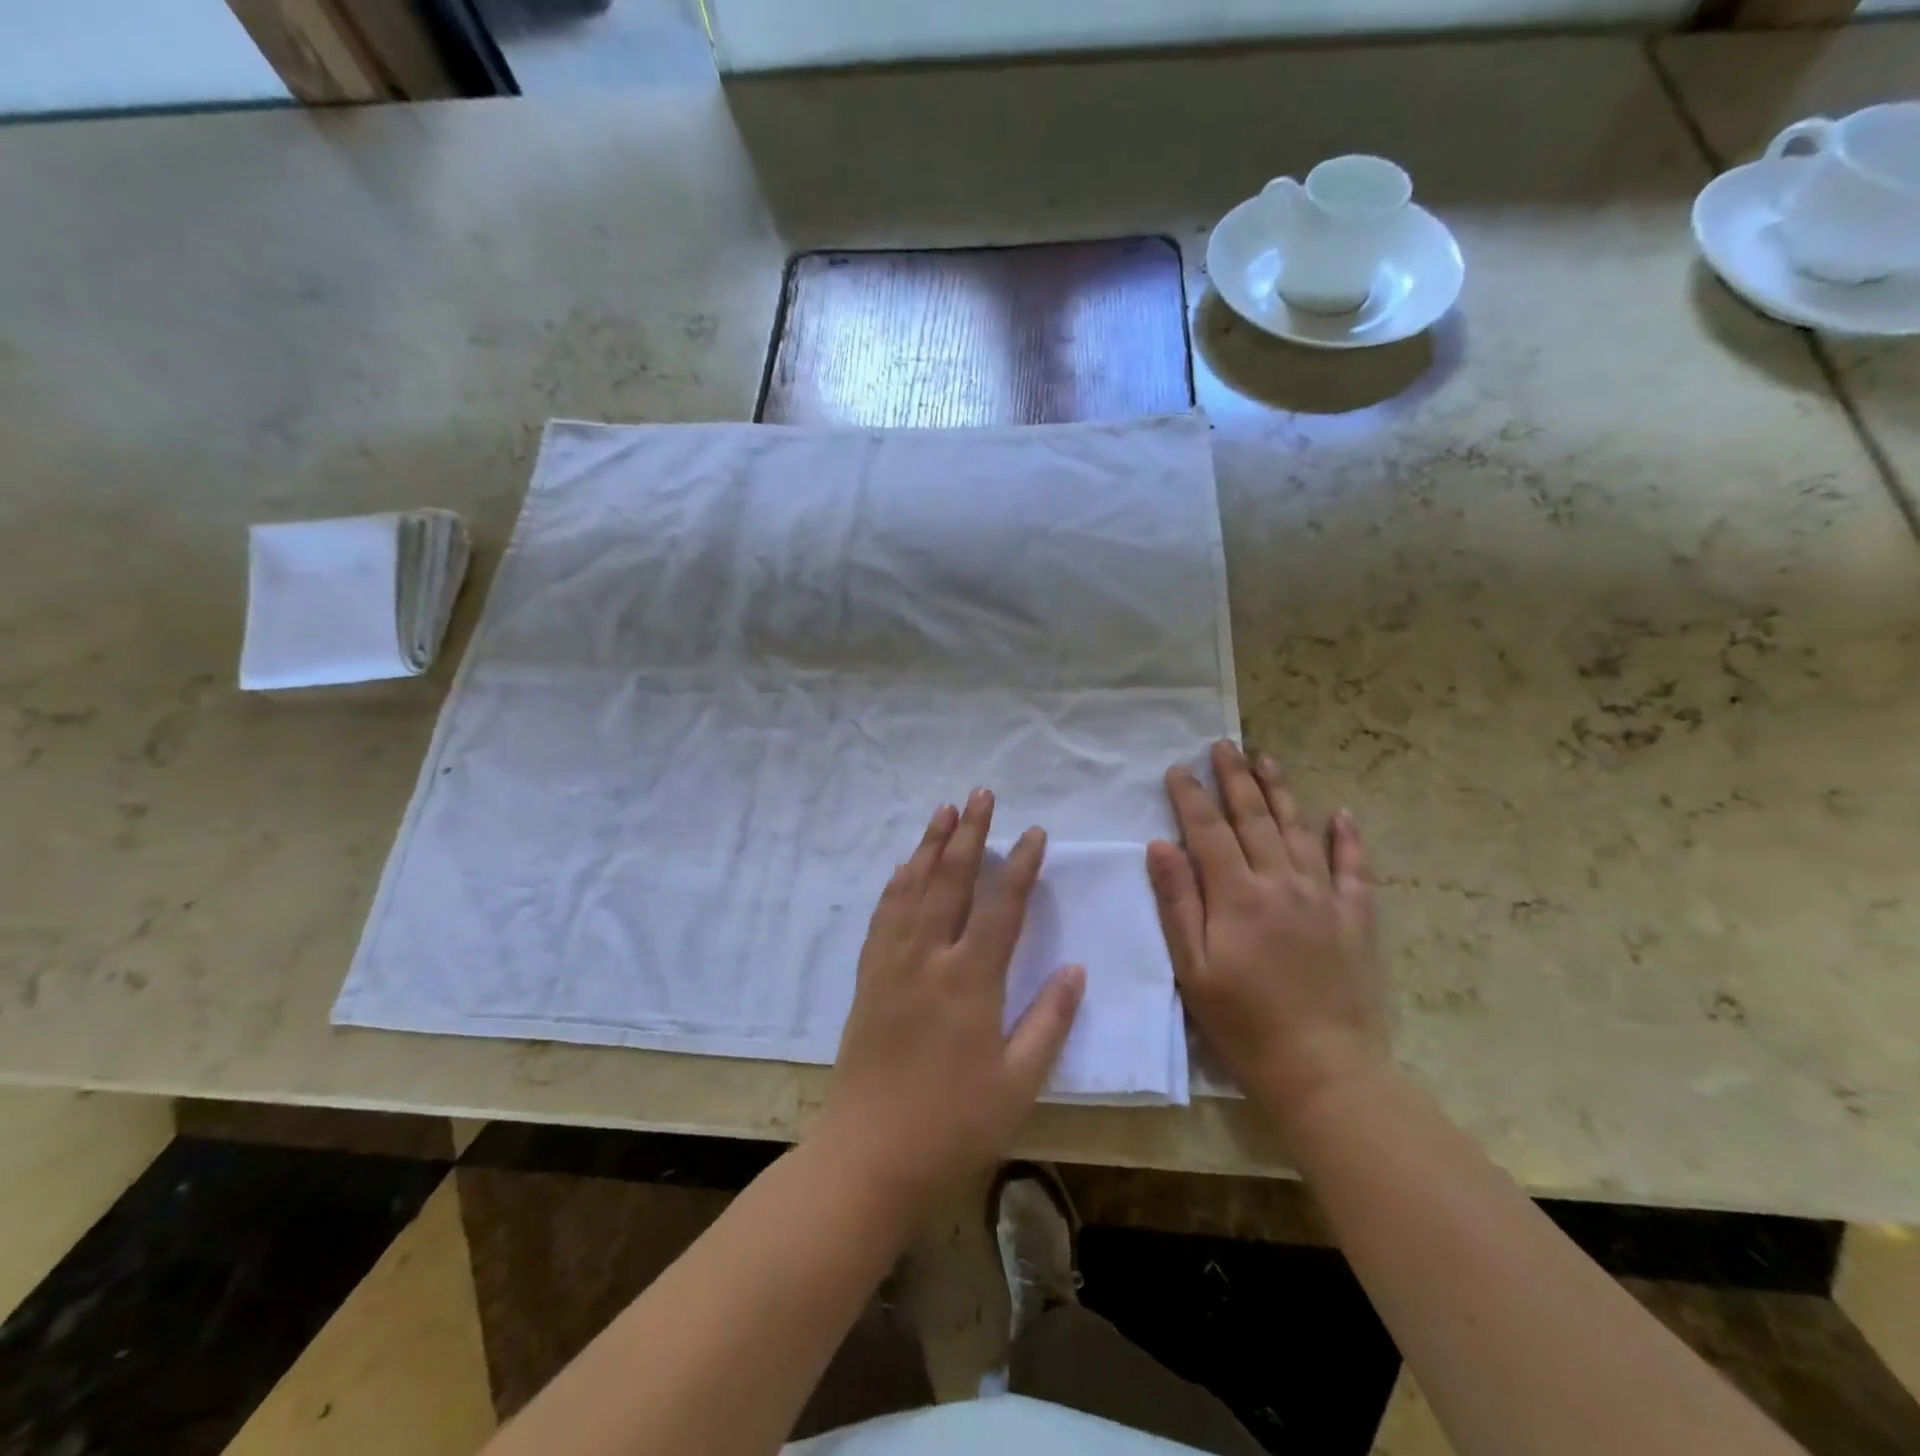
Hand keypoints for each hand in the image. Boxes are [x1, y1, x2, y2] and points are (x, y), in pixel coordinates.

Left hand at [817, 790, 1084, 1214]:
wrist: (869, 1156)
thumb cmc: (953, 1125)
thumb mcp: (1017, 1082)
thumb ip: (1049, 1021)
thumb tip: (1075, 970)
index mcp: (969, 980)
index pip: (1001, 906)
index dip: (1020, 865)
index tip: (1034, 832)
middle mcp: (927, 958)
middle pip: (950, 880)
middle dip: (969, 833)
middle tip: (981, 794)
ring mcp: (891, 964)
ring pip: (912, 888)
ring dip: (929, 846)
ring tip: (942, 811)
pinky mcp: (868, 978)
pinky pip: (883, 916)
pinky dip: (896, 885)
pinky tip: (903, 868)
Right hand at [1148, 740, 1387, 1124]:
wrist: (1323, 1070)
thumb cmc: (1243, 1023)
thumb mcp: (1193, 968)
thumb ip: (1177, 903)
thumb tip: (1161, 845)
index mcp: (1237, 895)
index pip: (1208, 831)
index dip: (1191, 796)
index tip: (1178, 768)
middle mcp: (1282, 883)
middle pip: (1254, 819)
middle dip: (1235, 778)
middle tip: (1224, 745)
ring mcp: (1323, 898)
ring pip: (1299, 831)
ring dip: (1281, 792)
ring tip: (1267, 760)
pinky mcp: (1355, 919)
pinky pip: (1354, 869)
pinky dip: (1348, 839)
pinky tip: (1342, 813)